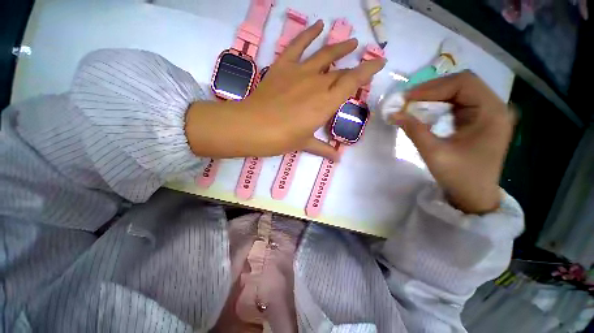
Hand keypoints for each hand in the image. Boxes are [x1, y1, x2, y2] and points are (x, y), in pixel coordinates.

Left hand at [185, 20, 385, 160]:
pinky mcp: (283, 66)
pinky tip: (318, 25)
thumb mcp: (305, 144)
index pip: (353, 82)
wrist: (253, 127)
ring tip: (351, 41)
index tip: (380, 62)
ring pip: (325, 55)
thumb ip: (323, 149)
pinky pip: (298, 45)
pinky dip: (308, 34)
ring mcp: (300, 72)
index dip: (368, 70)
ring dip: (340, 47)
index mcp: (326, 104)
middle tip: (361, 63)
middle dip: (353, 67)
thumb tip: (337, 160)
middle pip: (340, 71)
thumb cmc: (282, 139)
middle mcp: (317, 84)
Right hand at [390, 71, 514, 213]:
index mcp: (492, 112)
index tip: (407, 99)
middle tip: (407, 101)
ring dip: (435, 96)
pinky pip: (459, 103)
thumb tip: (393, 114)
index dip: (432, 87)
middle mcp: (495, 107)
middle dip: (432, 89)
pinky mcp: (480, 120)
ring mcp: (489, 113)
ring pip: (460, 91)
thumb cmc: (459, 177)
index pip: (463, 83)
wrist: (474, 196)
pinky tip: (427, 111)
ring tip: (413, 105)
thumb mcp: (433, 153)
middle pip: (462, 83)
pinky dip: (440, 104)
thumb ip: (414, 130)